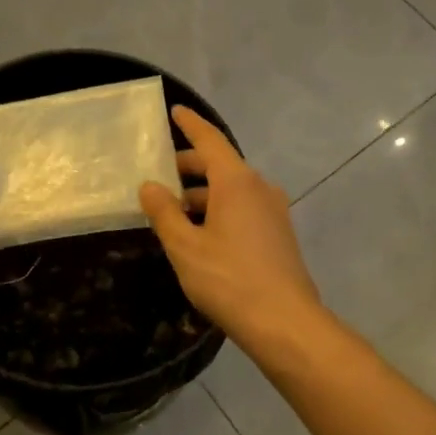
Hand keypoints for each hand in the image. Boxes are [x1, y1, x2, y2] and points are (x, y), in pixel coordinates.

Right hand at [139, 108, 323, 352]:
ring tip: (173, 210)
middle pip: (220, 165)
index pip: (210, 141)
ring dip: (202, 193)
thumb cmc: (229, 279)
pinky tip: (200, 233)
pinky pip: (243, 208)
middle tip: (159, 175)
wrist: (285, 323)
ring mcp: (273, 211)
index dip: (190, 125)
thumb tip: (150, 186)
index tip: (175, 111)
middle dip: (189, 166)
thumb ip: (164, 212)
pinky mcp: (278, 235)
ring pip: (231, 189)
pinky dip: (218, 209)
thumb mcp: (185, 246)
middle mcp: (259, 188)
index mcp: (236, 182)